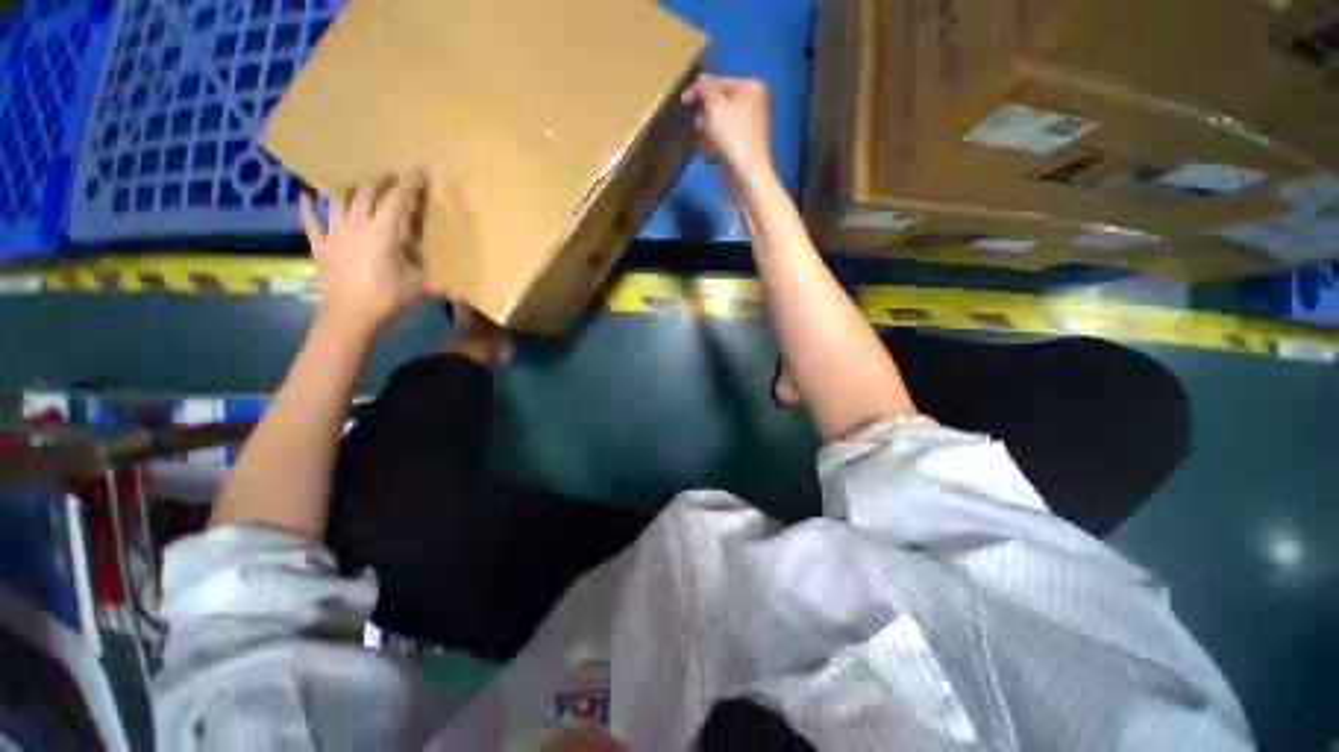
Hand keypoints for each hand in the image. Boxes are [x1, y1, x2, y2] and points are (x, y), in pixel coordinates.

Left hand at [299, 174, 426, 336]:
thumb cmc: (385, 298)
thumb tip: (454, 290)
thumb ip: (435, 284)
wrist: (348, 316)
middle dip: (379, 181)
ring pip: (338, 199)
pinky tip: (305, 196)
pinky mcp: (320, 245)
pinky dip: (307, 207)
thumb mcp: (417, 289)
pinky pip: (309, 220)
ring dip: (349, 189)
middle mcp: (357, 224)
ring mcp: (334, 232)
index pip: (398, 200)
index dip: (409, 184)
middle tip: (390, 178)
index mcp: (384, 231)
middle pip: (366, 191)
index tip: (419, 171)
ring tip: (357, 187)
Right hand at [681, 74, 771, 180]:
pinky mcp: (742, 146)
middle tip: (703, 130)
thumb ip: (705, 88)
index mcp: (750, 87)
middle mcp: (752, 103)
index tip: (683, 102)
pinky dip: (715, 147)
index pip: (717, 82)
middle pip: (716, 105)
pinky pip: (721, 140)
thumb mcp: (714, 105)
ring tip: (711, 147)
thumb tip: (701, 80)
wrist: (746, 174)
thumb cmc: (731, 135)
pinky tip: (716, 156)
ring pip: (716, 125)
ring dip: (707, 136)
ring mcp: (748, 126)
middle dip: (705, 119)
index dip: (698, 91)